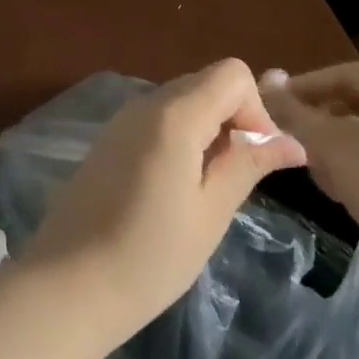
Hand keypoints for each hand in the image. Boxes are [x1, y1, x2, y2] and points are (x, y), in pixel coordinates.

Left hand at [22, 59, 306, 345]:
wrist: (66, 285)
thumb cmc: (149, 257)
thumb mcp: (210, 213)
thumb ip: (248, 165)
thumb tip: (293, 142)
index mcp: (174, 115)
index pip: (232, 74)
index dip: (255, 109)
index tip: (254, 159)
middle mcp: (145, 104)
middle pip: (206, 83)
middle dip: (234, 119)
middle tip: (236, 178)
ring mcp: (121, 121)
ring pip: (182, 102)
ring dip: (208, 132)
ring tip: (207, 190)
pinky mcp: (108, 141)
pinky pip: (157, 121)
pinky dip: (181, 139)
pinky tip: (175, 189)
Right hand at [259, 63, 358, 267]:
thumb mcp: (333, 145)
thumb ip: (295, 112)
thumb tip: (266, 82)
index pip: (343, 74)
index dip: (301, 89)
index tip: (268, 107)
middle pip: (355, 103)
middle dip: (319, 125)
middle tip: (289, 144)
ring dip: (334, 149)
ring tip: (317, 173)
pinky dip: (358, 165)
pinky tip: (342, 191)